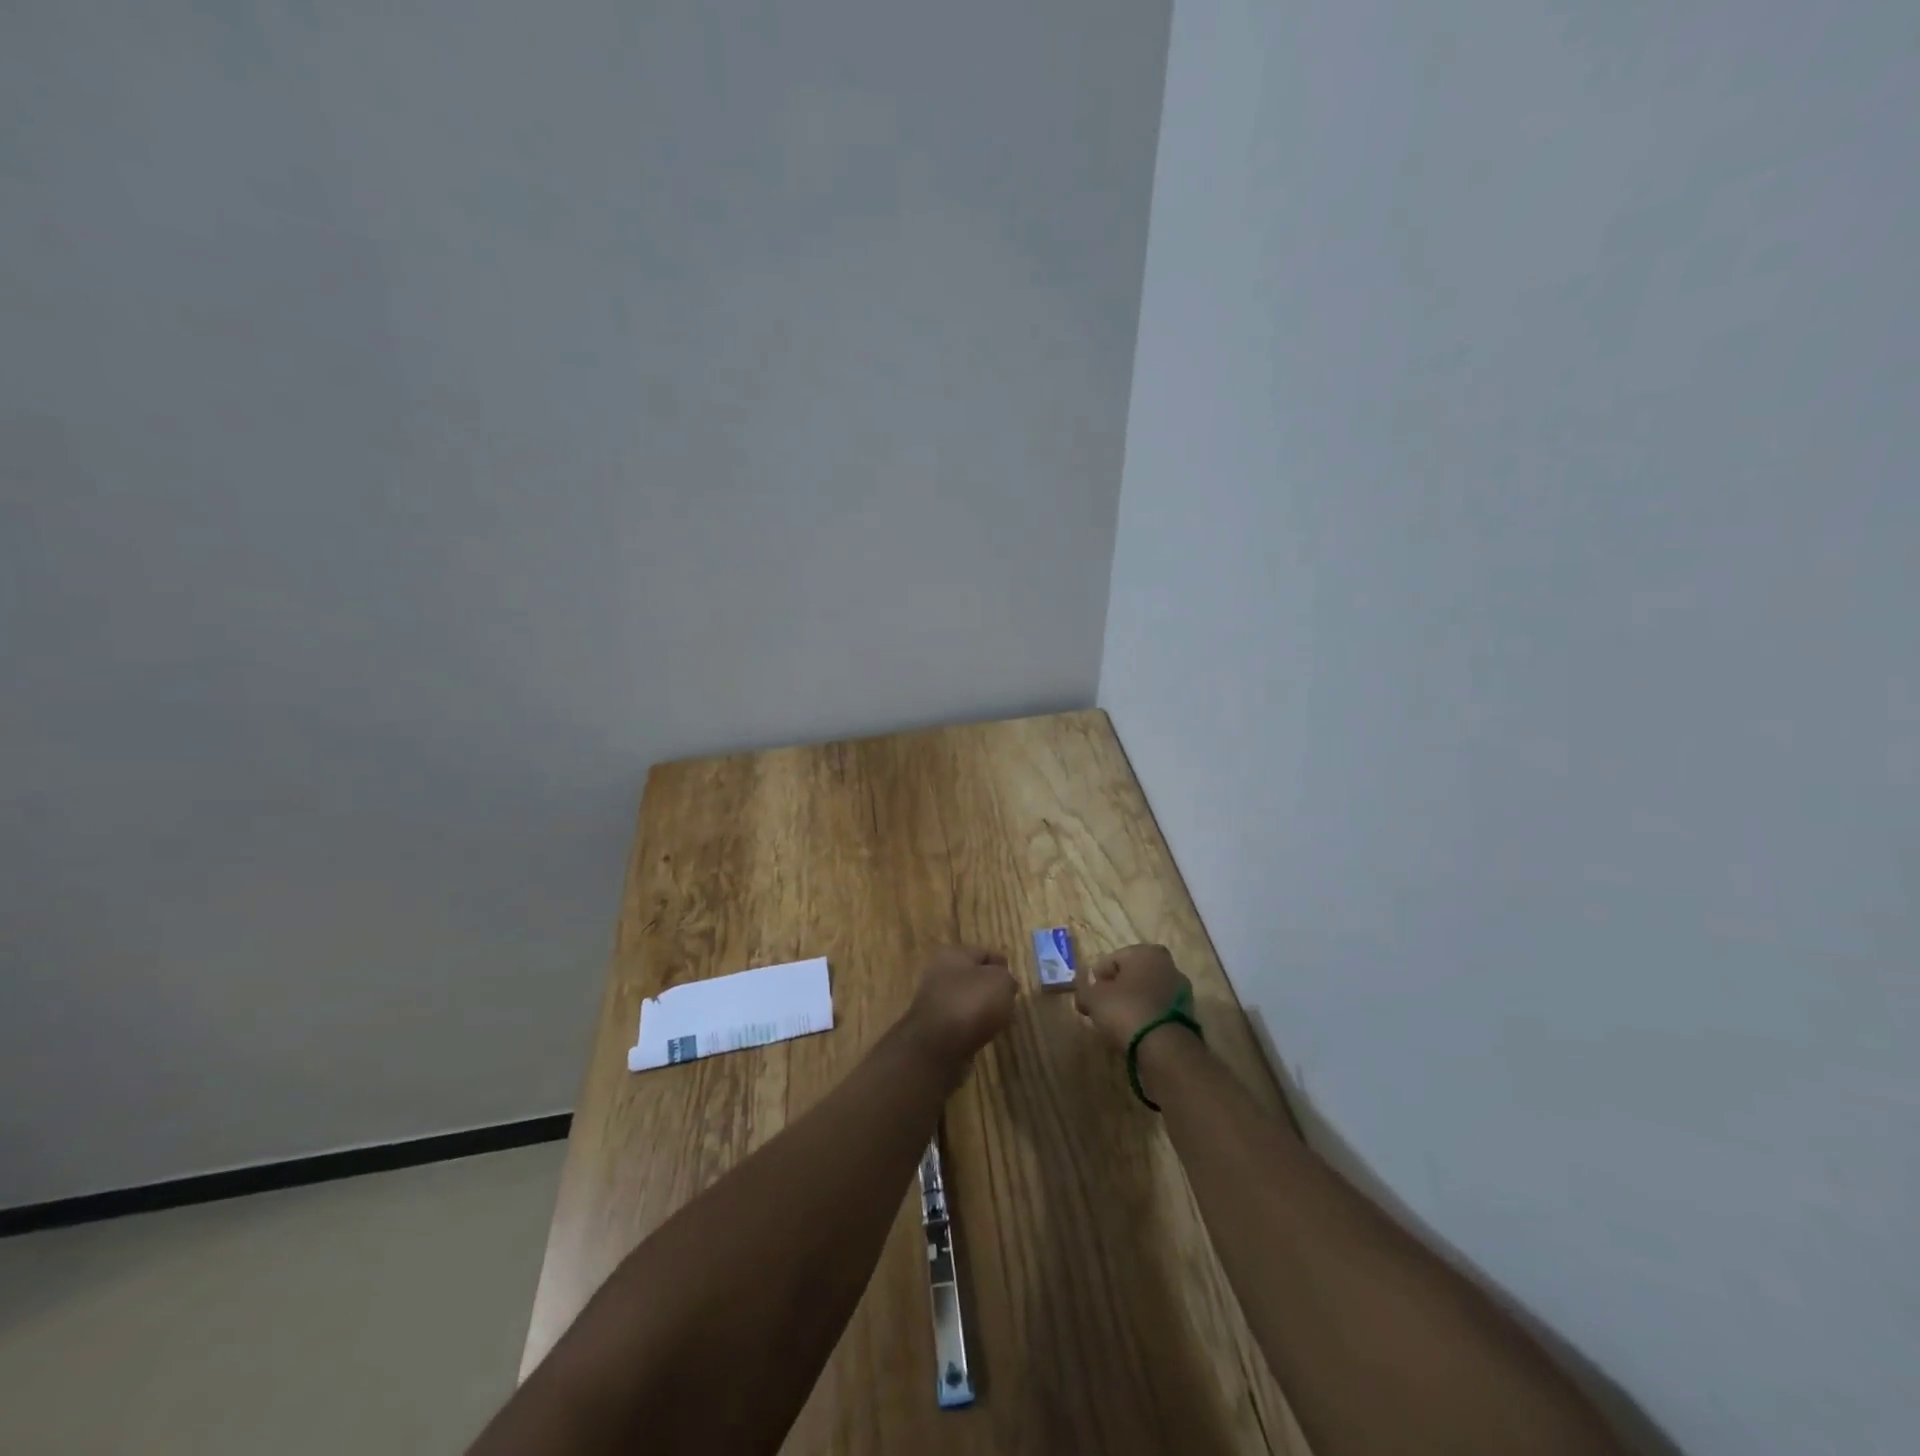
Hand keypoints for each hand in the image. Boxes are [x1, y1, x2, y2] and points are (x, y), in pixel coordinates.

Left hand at [904, 945, 1016, 1062]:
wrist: (936, 1047)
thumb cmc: (971, 1003)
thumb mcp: (1001, 981)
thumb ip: (1007, 978)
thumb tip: (1005, 985)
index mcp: (952, 954)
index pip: (984, 953)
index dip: (1002, 966)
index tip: (1016, 983)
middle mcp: (938, 974)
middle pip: (973, 978)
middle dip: (991, 989)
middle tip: (1009, 1002)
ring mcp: (933, 1002)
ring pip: (966, 1002)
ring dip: (981, 1010)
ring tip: (999, 1022)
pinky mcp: (933, 1029)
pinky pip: (959, 1023)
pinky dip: (971, 1028)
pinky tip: (983, 1036)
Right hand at [1073, 943, 1193, 1050]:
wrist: (1164, 1048)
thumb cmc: (1126, 1010)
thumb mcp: (1093, 998)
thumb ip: (1084, 989)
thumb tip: (1085, 992)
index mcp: (1147, 952)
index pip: (1111, 960)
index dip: (1096, 979)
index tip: (1087, 998)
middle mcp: (1168, 965)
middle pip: (1131, 976)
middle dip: (1116, 990)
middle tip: (1101, 1009)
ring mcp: (1181, 991)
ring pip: (1146, 994)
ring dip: (1132, 1004)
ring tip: (1117, 1024)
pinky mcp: (1187, 1015)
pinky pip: (1158, 1011)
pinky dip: (1146, 1018)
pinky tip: (1135, 1032)